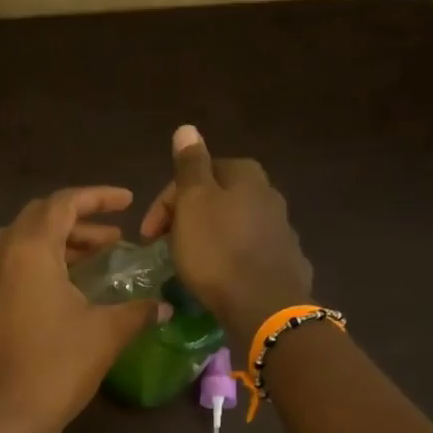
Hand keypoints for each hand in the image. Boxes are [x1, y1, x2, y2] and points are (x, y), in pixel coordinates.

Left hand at [0, 187, 161, 432]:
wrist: (10, 413)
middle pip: (40, 217)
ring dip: (60, 241)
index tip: (127, 202)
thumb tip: (166, 305)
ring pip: (24, 240)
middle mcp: (3, 254)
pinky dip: (42, 261)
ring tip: (97, 257)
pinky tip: (70, 284)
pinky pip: (14, 264)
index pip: (63, 203)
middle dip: (79, 219)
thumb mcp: (106, 332)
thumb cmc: (59, 365)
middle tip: (113, 236)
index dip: (98, 197)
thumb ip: (138, 309)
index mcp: (29, 249)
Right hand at [140, 125, 314, 343]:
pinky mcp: (284, 261)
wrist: (263, 305)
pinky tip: (217, 276)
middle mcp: (269, 194)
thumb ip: (190, 166)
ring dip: (207, 237)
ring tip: (188, 262)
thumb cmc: (217, 251)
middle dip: (187, 217)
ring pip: (232, 224)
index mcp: (245, 175)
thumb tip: (187, 128)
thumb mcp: (193, 204)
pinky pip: (246, 251)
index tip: (149, 232)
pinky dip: (227, 257)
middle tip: (165, 245)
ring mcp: (280, 229)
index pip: (198, 172)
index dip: (167, 199)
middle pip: (217, 197)